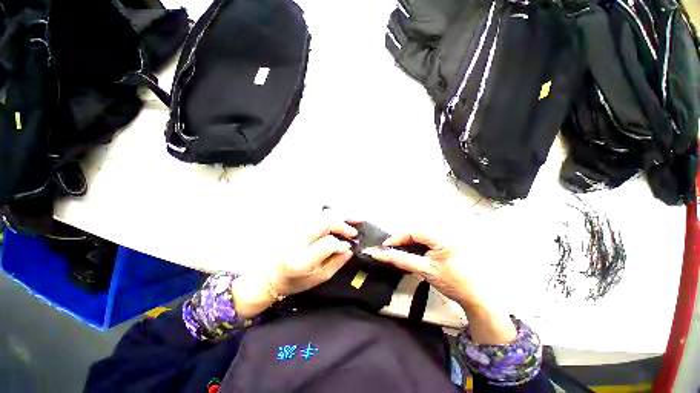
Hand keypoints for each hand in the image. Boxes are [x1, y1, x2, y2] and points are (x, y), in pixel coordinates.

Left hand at [231, 214, 356, 318]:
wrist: (269, 275)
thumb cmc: (294, 282)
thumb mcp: (317, 279)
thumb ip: (336, 263)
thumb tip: (349, 248)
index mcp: (300, 260)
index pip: (327, 242)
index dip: (341, 243)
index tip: (349, 246)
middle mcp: (295, 240)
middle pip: (324, 221)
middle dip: (343, 223)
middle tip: (354, 230)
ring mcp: (293, 228)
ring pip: (320, 214)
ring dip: (338, 215)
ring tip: (352, 218)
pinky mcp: (293, 223)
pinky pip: (315, 213)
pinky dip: (329, 214)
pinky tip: (337, 217)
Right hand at [363, 233, 482, 309]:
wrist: (479, 297)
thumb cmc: (454, 282)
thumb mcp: (425, 270)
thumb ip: (402, 259)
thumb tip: (381, 254)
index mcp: (442, 236)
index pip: (413, 232)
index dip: (397, 238)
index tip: (385, 247)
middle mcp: (446, 232)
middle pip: (417, 233)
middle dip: (402, 241)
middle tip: (392, 251)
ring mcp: (449, 238)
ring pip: (422, 237)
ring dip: (410, 244)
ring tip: (401, 253)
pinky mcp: (450, 244)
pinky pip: (429, 241)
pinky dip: (419, 247)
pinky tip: (415, 254)